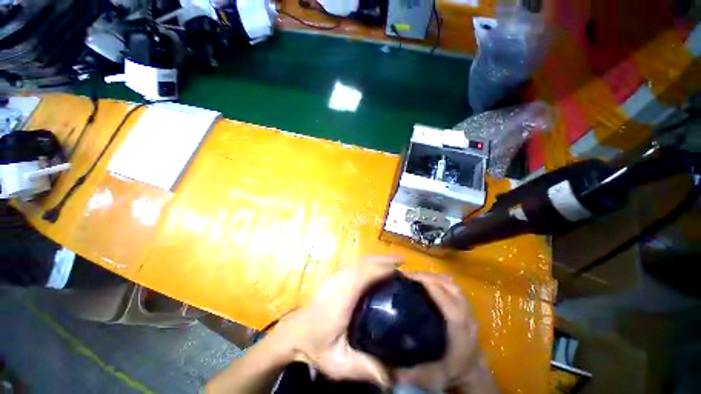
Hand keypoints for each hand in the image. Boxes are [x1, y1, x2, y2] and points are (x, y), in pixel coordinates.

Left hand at [266, 255, 400, 386]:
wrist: (293, 332)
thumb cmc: (315, 345)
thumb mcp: (338, 363)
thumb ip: (363, 368)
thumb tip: (391, 379)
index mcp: (343, 297)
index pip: (365, 274)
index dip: (383, 268)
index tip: (400, 268)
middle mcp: (339, 281)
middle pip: (364, 263)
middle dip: (383, 259)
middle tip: (401, 261)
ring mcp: (335, 276)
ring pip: (358, 261)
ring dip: (376, 258)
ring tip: (392, 261)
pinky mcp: (333, 276)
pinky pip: (354, 263)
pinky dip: (367, 261)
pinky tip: (374, 266)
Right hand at [394, 272, 497, 392]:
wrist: (473, 369)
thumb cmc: (454, 369)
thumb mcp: (436, 375)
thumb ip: (415, 373)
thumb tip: (391, 373)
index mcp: (459, 326)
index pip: (444, 297)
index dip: (426, 283)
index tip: (407, 277)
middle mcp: (465, 313)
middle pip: (447, 285)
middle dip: (426, 276)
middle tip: (408, 275)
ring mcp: (468, 307)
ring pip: (451, 283)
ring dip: (432, 276)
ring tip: (416, 276)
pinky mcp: (466, 305)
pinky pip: (453, 286)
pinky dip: (439, 280)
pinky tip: (428, 281)